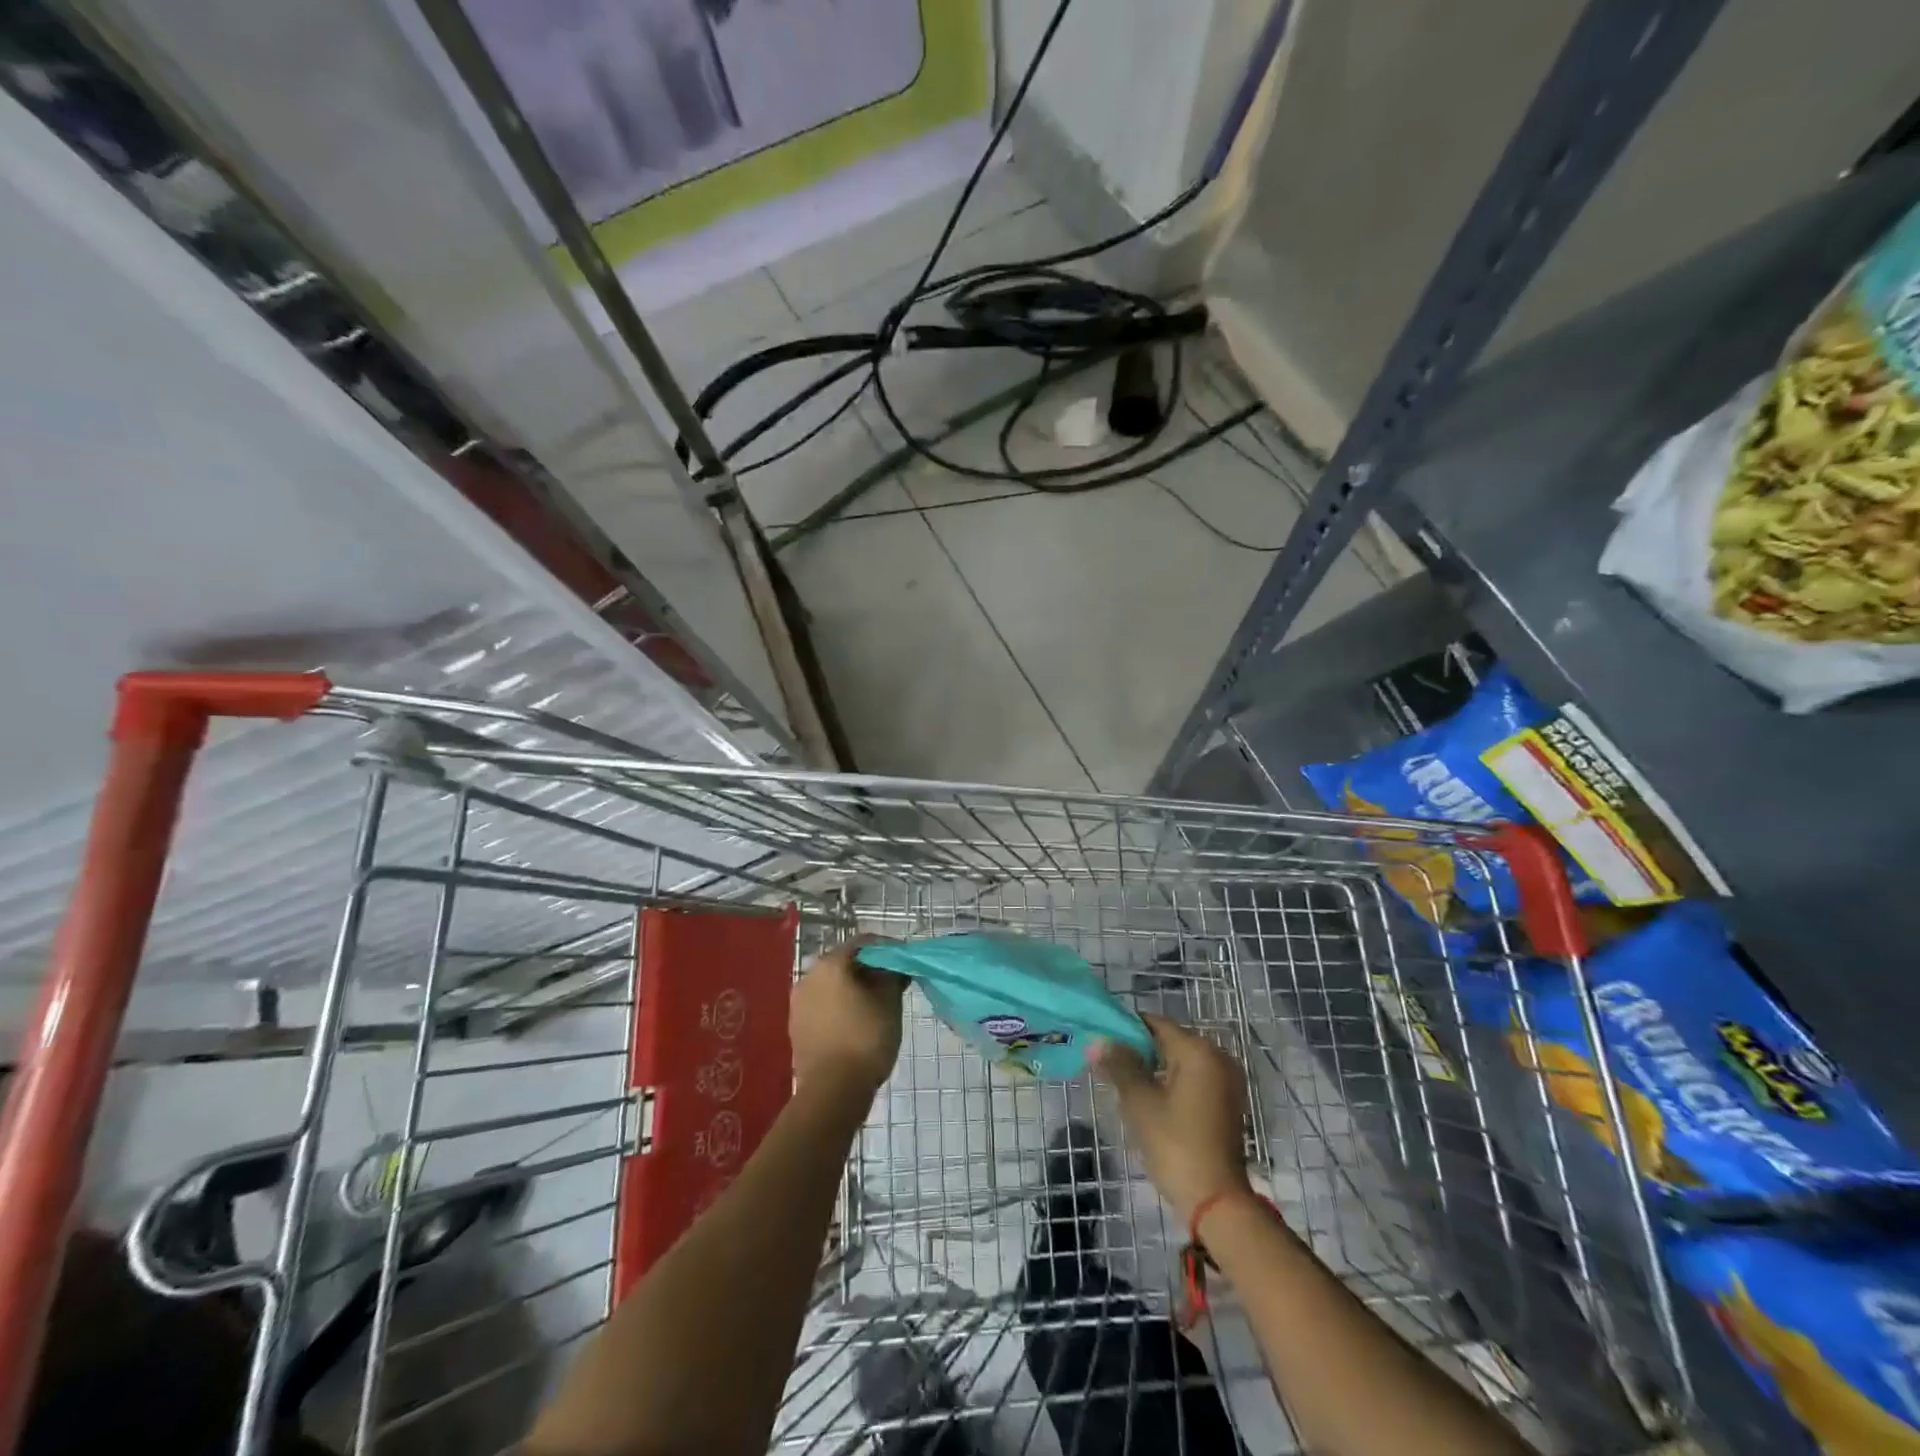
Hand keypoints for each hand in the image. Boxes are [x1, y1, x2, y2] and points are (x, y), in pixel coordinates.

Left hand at [790, 937, 904, 1099]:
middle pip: (845, 961)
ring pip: (832, 984)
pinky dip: (840, 1005)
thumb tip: (893, 965)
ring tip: (876, 1004)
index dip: (888, 949)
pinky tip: (856, 1022)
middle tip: (893, 983)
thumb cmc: (865, 1039)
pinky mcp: (796, 1025)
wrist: (832, 1091)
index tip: (905, 962)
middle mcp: (809, 975)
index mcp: (831, 963)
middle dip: (870, 968)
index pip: (864, 942)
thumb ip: (892, 975)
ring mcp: (798, 1001)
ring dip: (854, 987)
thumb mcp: (890, 1002)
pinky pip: (823, 1004)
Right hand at [1092, 1013, 1252, 1224]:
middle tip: (1110, 1068)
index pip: (1155, 1023)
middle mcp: (1218, 1057)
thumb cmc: (1175, 1145)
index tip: (1101, 1043)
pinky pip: (1194, 1079)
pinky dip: (1172, 1083)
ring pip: (1181, 1061)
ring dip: (1154, 1068)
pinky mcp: (1228, 1103)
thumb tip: (1098, 1040)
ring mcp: (1227, 1081)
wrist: (1217, 1202)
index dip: (1125, 1029)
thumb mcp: (1140, 1102)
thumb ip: (1119, 1065)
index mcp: (1198, 1050)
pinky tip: (1152, 1102)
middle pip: (1169, 1040)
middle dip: (1139, 1050)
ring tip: (1126, 1086)